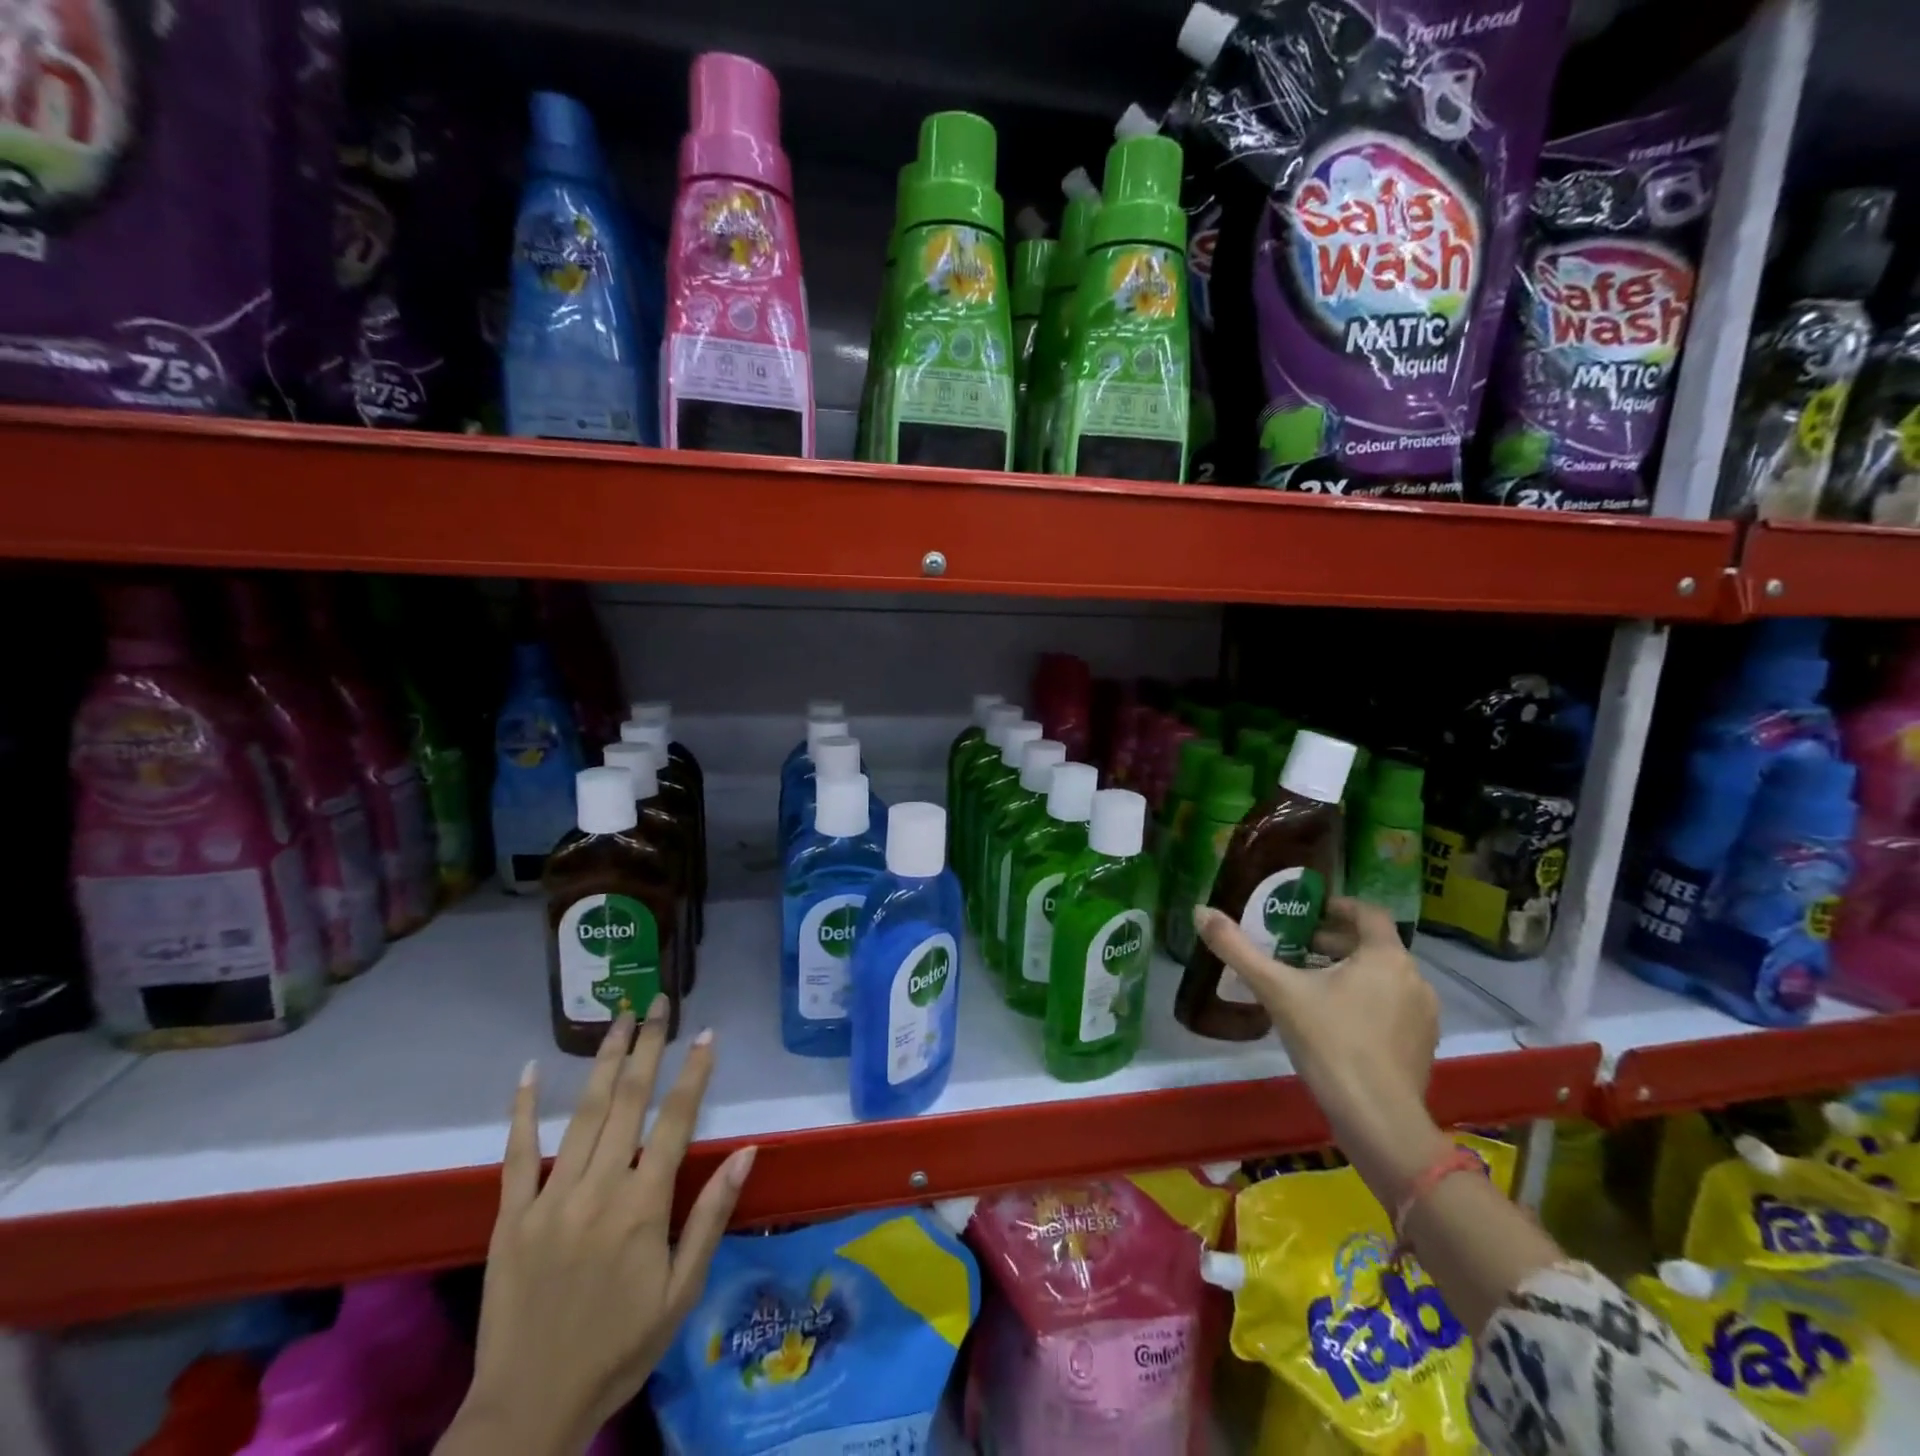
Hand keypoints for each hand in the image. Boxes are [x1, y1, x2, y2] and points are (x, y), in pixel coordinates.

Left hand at [442, 998, 755, 1455]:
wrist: (528, 1412)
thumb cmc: (619, 1349)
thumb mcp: (682, 1292)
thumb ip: (712, 1215)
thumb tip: (747, 1151)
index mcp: (644, 1206)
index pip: (676, 1120)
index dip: (694, 1072)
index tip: (706, 1033)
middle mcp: (599, 1189)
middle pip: (628, 1102)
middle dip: (647, 1047)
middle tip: (659, 1004)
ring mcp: (551, 1199)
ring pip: (582, 1114)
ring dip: (603, 1062)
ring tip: (619, 1020)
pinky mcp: (511, 1217)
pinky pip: (517, 1154)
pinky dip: (521, 1110)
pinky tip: (527, 1072)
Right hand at [1193, 898, 1449, 1206]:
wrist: (1378, 1121)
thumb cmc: (1330, 1043)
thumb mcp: (1276, 991)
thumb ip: (1237, 949)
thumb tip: (1200, 911)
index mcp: (1386, 956)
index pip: (1368, 913)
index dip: (1338, 908)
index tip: (1309, 914)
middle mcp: (1414, 979)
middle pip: (1374, 946)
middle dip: (1336, 943)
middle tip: (1298, 950)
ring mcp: (1424, 1016)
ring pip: (1384, 978)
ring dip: (1352, 973)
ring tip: (1312, 986)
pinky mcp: (1422, 1047)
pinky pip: (1393, 1008)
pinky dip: (1367, 1002)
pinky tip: (1335, 1023)